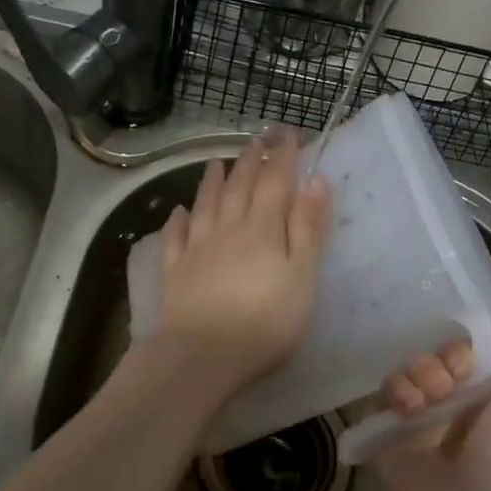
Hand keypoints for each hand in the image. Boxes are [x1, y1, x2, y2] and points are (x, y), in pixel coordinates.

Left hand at [148, 130, 331, 402]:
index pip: (275, 183)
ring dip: (212, 181)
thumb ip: (307, 229)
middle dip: (250, 160)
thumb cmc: (265, 323)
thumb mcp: (302, 278)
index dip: (282, 156)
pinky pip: (175, 239)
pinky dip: (177, 222)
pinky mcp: (175, 274)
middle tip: (256, 138)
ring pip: (205, 206)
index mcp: (262, 230)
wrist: (201, 357)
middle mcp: (227, 230)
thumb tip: (315, 181)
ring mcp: (196, 251)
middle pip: (239, 188)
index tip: (287, 133)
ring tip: (216, 161)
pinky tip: (178, 212)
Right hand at [370, 340, 490, 490]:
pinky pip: (380, 400)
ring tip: (428, 398)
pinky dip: (394, 394)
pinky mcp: (388, 439)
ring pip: (406, 375)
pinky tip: (409, 410)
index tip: (467, 360)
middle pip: (433, 361)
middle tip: (448, 381)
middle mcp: (456, 411)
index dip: (464, 349)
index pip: (466, 356)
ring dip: (416, 374)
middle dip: (439, 360)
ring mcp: (420, 426)